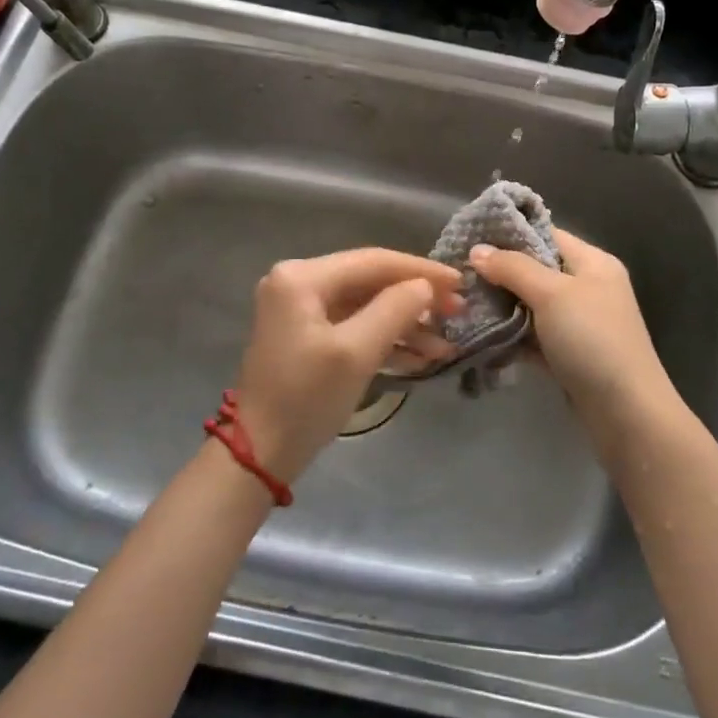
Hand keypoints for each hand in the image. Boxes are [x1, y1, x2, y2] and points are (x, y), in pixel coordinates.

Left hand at [233, 249, 462, 481]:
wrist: (258, 455)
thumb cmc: (305, 398)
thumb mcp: (356, 352)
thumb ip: (395, 310)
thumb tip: (426, 286)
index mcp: (303, 276)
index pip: (373, 261)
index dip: (420, 270)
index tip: (460, 283)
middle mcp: (299, 282)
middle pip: (371, 281)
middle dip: (416, 299)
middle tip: (458, 313)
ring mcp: (301, 309)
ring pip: (367, 305)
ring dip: (406, 324)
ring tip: (446, 345)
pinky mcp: (307, 335)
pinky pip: (355, 325)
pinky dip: (386, 339)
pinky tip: (422, 357)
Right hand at [469, 228, 671, 419]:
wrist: (627, 413)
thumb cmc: (593, 340)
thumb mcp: (552, 294)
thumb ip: (513, 268)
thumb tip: (477, 250)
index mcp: (593, 263)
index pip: (546, 235)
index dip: (509, 235)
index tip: (470, 239)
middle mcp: (588, 287)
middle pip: (536, 270)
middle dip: (500, 274)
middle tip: (461, 277)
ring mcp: (580, 323)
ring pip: (532, 304)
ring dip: (502, 306)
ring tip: (464, 305)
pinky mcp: (570, 354)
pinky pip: (534, 335)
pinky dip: (512, 335)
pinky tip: (481, 335)